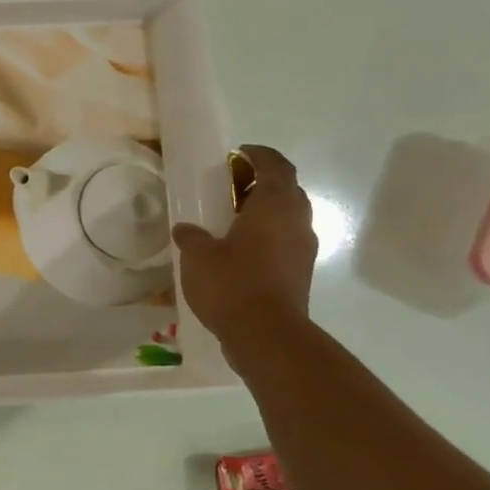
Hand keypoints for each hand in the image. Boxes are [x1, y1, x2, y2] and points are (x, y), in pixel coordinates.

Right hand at [172, 144, 316, 349]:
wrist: (267, 335)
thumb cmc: (232, 283)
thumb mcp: (197, 255)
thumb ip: (191, 236)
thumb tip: (187, 229)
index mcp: (274, 206)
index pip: (276, 166)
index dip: (259, 155)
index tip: (238, 154)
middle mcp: (296, 222)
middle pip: (287, 190)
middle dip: (262, 182)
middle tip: (231, 186)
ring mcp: (302, 249)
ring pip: (288, 217)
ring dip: (264, 211)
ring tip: (231, 219)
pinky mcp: (299, 273)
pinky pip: (284, 241)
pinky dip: (266, 236)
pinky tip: (238, 249)